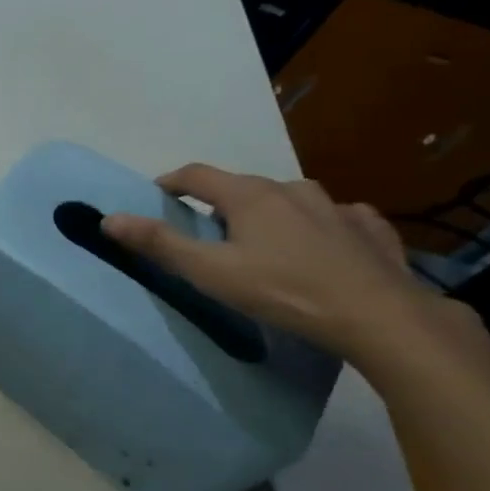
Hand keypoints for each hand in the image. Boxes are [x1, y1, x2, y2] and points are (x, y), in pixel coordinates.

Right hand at [101, 163, 467, 362]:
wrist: (380, 316)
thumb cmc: (283, 291)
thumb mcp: (209, 272)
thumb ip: (159, 244)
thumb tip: (108, 218)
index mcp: (250, 195)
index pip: (196, 174)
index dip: (170, 182)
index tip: (156, 196)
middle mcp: (292, 189)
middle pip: (243, 187)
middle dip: (220, 204)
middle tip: (208, 235)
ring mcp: (337, 207)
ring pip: (290, 200)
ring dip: (270, 213)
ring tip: (264, 243)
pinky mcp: (371, 229)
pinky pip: (335, 217)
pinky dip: (318, 226)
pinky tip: (322, 248)